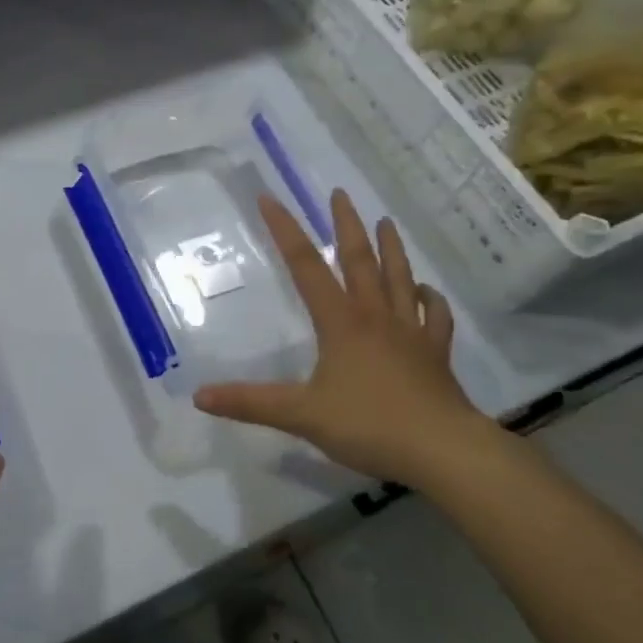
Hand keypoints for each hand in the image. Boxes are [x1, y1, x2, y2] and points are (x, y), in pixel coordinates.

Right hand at [193, 189, 483, 486]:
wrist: (443, 450)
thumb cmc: (370, 425)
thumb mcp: (301, 415)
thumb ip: (250, 404)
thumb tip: (199, 395)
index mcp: (341, 322)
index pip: (306, 267)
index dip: (286, 231)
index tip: (270, 198)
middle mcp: (375, 316)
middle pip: (360, 260)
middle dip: (346, 224)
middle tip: (340, 193)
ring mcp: (410, 332)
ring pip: (399, 278)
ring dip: (391, 248)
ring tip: (385, 221)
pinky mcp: (435, 353)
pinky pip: (434, 315)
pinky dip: (429, 298)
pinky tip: (425, 291)